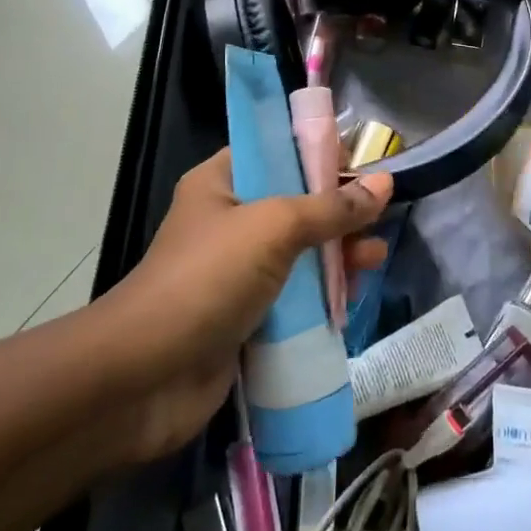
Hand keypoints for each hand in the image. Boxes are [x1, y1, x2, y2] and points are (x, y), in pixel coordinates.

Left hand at [95, 150, 391, 465]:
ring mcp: (236, 272)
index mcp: (221, 183)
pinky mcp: (245, 316)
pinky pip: (293, 296)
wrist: (145, 377)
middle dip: (339, 214)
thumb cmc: (207, 279)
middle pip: (296, 205)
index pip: (277, 152)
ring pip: (299, 253)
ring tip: (372, 262)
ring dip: (337, 256)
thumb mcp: (274, 228)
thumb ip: (331, 207)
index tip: (364, 166)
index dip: (319, 155)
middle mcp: (229, 221)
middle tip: (377, 223)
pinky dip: (321, 296)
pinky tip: (349, 299)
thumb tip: (385, 183)